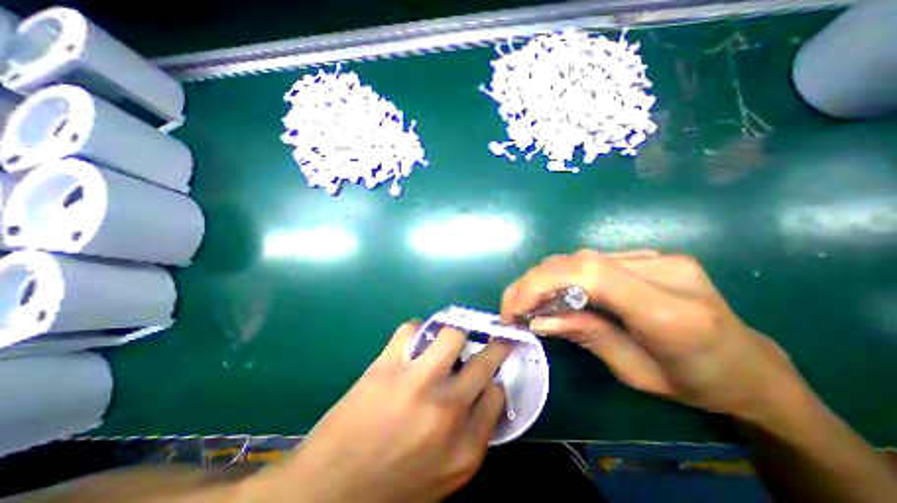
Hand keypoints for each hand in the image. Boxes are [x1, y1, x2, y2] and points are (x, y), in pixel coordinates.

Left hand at [243, 321, 511, 502]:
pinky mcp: (387, 367)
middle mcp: (447, 410)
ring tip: (446, 342)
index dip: (495, 379)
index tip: (489, 373)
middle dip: (494, 346)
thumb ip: (471, 436)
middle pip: (484, 360)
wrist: (327, 493)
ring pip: (452, 334)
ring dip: (454, 334)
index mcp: (465, 447)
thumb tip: (484, 395)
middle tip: (491, 338)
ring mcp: (416, 384)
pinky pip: (411, 330)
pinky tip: (413, 342)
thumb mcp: (444, 476)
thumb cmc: (391, 488)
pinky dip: (416, 330)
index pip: (497, 395)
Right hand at [503, 249, 801, 422]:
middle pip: (578, 260)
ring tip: (528, 301)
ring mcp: (658, 256)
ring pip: (580, 257)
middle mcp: (663, 271)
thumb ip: (585, 336)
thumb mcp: (636, 374)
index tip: (514, 309)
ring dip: (545, 277)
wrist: (753, 367)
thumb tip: (537, 320)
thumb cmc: (698, 383)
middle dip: (533, 282)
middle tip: (511, 308)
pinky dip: (563, 275)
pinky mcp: (649, 255)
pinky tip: (556, 292)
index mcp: (670, 312)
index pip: (590, 275)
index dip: (541, 284)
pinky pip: (592, 260)